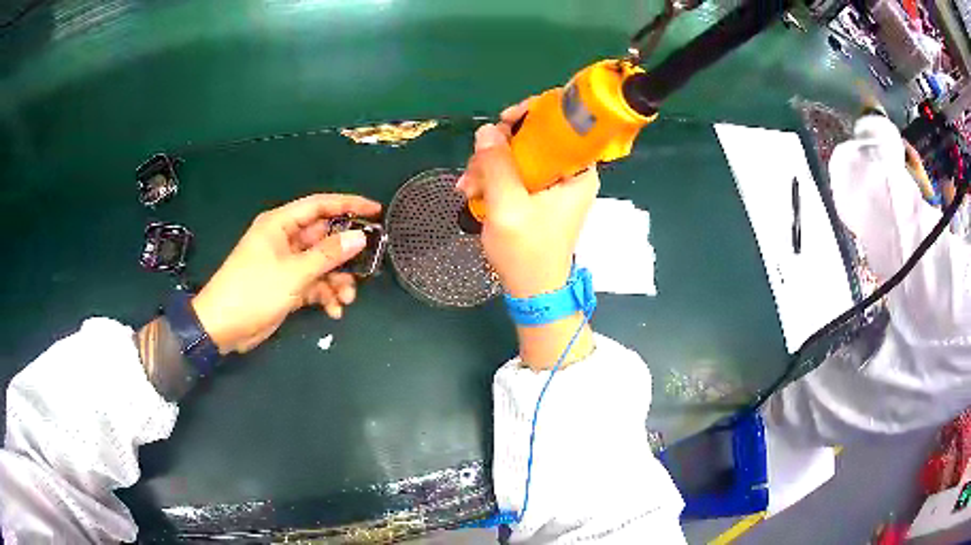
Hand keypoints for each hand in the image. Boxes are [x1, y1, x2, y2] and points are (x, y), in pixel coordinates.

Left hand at [191, 194, 380, 353]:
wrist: (223, 327)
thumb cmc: (253, 291)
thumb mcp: (293, 272)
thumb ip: (328, 255)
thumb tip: (359, 237)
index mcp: (280, 224)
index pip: (320, 205)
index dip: (349, 205)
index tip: (376, 211)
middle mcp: (285, 240)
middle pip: (324, 238)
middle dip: (345, 255)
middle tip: (368, 265)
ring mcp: (286, 264)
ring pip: (321, 264)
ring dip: (337, 281)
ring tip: (347, 299)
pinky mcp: (287, 286)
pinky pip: (313, 284)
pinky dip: (325, 295)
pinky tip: (333, 311)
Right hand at [456, 101, 599, 298]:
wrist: (533, 291)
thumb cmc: (527, 252)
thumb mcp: (508, 206)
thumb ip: (497, 165)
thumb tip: (486, 130)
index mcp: (578, 170)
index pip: (561, 123)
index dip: (531, 114)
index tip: (502, 123)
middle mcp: (570, 172)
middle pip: (534, 137)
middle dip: (499, 149)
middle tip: (473, 171)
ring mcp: (555, 184)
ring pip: (520, 154)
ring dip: (489, 167)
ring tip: (468, 190)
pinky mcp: (541, 195)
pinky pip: (516, 172)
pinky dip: (494, 179)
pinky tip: (473, 193)